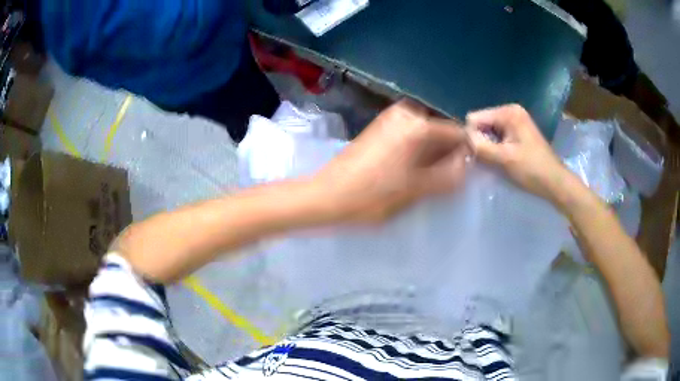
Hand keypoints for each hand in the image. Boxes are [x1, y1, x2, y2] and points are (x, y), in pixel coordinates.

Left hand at [314, 100, 471, 222]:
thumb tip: (466, 162)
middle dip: (447, 153)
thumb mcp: (417, 190)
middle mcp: (406, 113)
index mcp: (418, 125)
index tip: (464, 172)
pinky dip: (417, 150)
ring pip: (425, 134)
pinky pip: (410, 135)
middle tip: (443, 179)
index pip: (457, 132)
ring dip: (432, 154)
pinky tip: (411, 170)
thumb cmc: (373, 196)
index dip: (465, 152)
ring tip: (426, 178)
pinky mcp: (381, 126)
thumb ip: (449, 175)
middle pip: (440, 131)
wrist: (327, 196)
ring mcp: (391, 118)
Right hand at [465, 104, 574, 203]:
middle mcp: (511, 111)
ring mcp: (515, 121)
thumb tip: (462, 139)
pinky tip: (501, 160)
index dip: (472, 136)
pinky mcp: (518, 131)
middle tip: (488, 161)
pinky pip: (498, 136)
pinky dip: (496, 148)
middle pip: (482, 123)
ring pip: (489, 131)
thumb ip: (481, 146)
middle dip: (480, 141)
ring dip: (488, 146)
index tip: (478, 155)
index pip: (475, 118)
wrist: (555, 183)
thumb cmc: (532, 170)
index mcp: (508, 112)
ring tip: (496, 162)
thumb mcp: (504, 159)